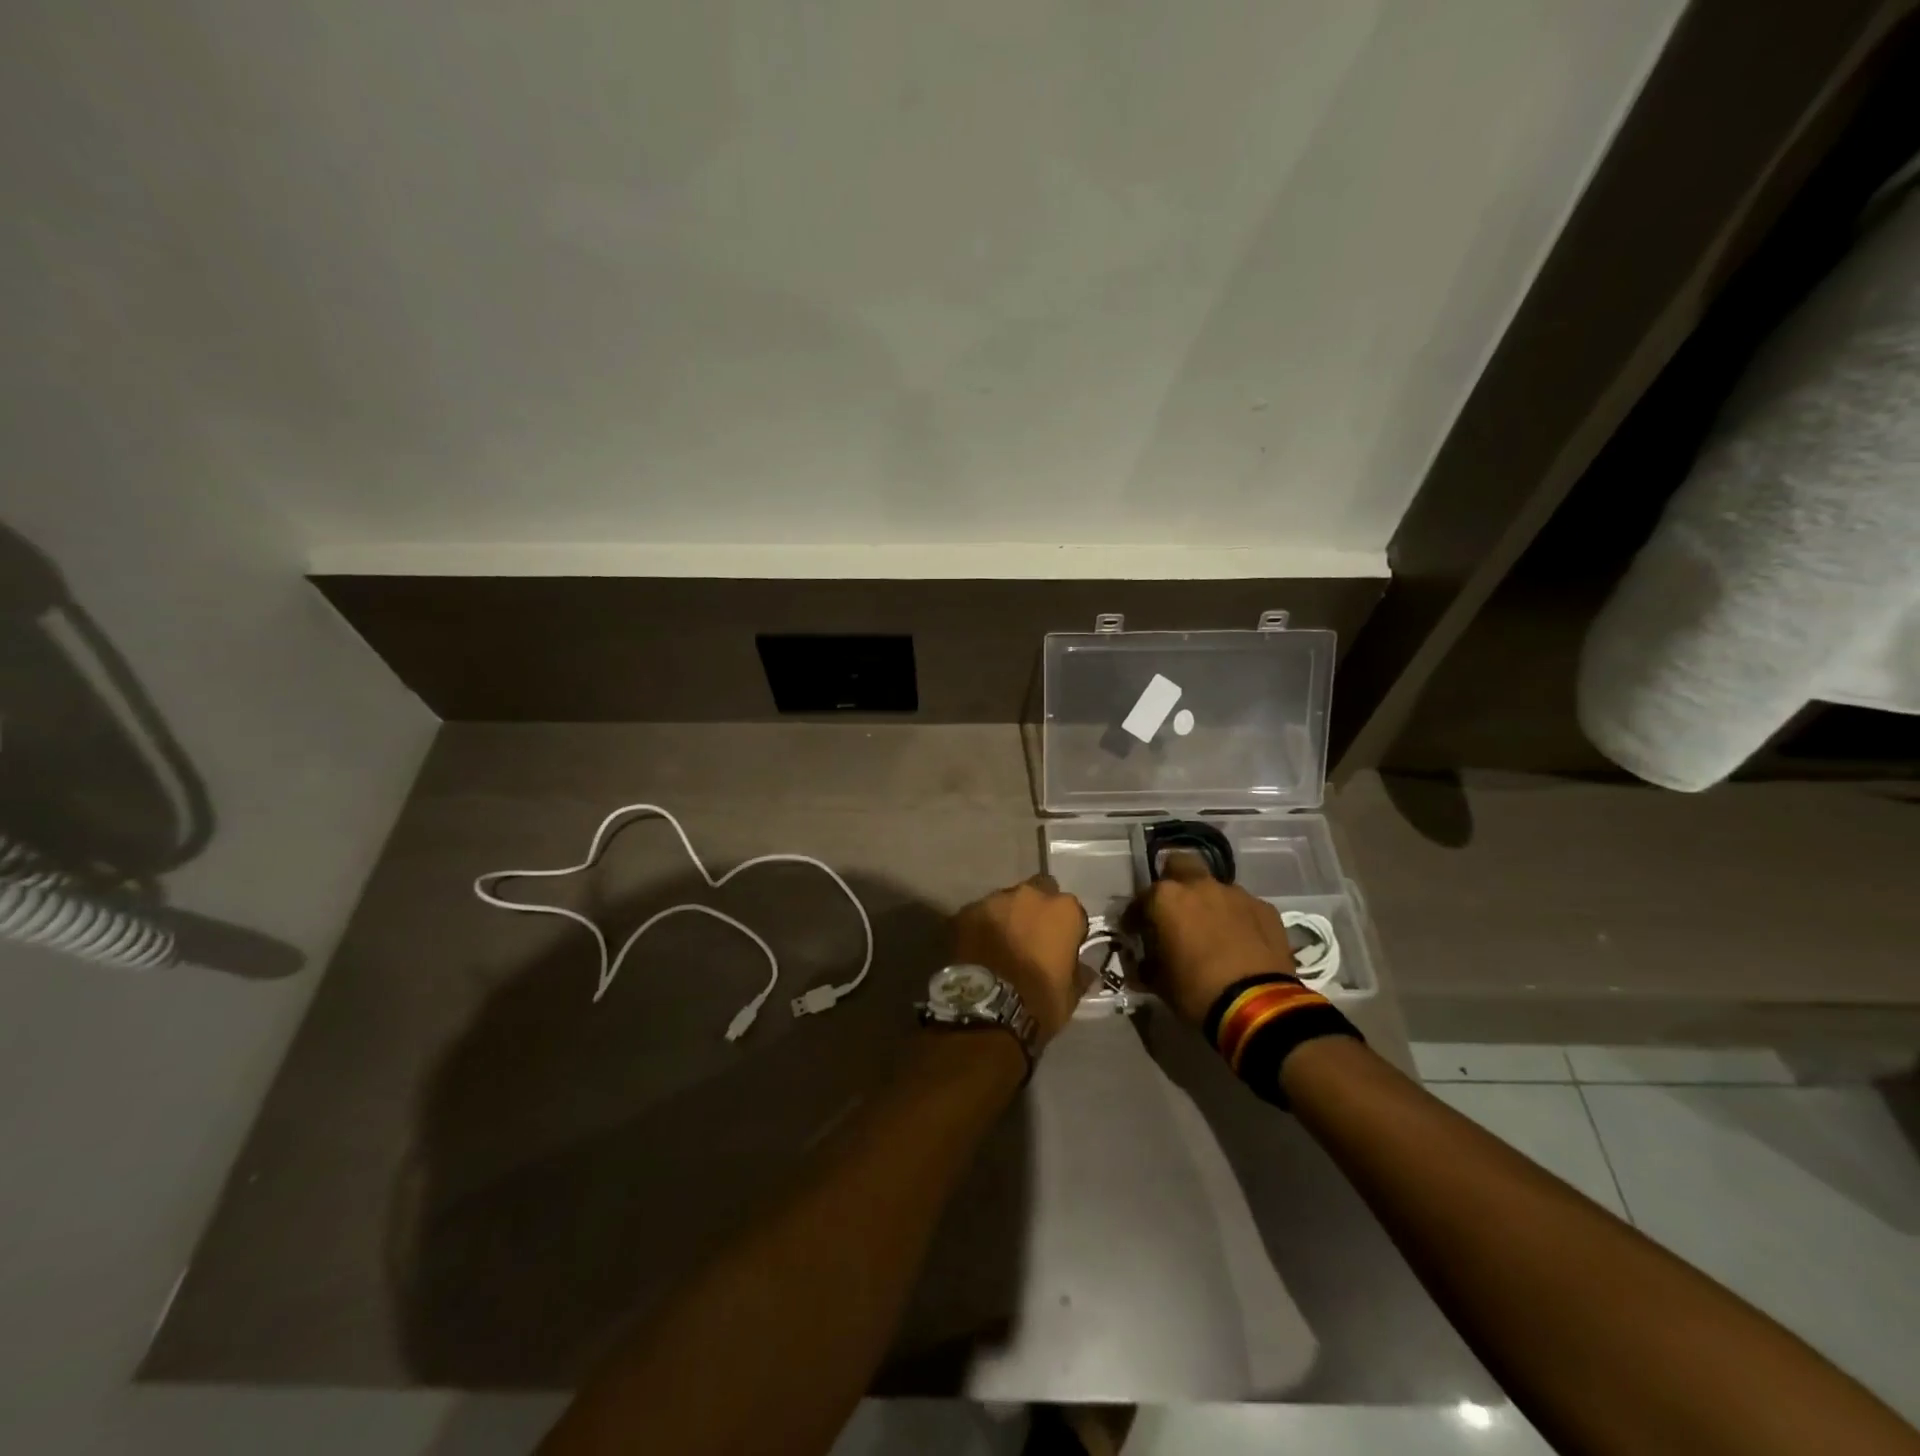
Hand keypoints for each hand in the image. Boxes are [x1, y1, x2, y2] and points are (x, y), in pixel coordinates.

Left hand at [950, 875, 1090, 1045]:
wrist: (987, 1010)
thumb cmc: (1039, 1001)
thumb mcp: (1071, 994)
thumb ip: (1079, 972)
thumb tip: (1084, 968)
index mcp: (1063, 910)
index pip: (1071, 911)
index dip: (1066, 929)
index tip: (1060, 947)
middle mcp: (1029, 895)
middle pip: (1037, 894)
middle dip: (1034, 911)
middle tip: (1029, 939)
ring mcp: (994, 900)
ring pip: (1005, 902)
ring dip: (1006, 918)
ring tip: (999, 945)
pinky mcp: (965, 912)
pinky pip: (978, 915)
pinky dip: (980, 928)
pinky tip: (977, 950)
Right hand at [1138, 850, 1296, 1025]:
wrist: (1257, 1006)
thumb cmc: (1196, 991)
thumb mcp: (1158, 982)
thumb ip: (1147, 962)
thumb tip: (1145, 962)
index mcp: (1166, 898)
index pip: (1140, 899)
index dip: (1136, 917)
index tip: (1136, 933)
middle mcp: (1199, 886)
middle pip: (1180, 865)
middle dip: (1175, 882)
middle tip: (1175, 911)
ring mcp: (1236, 894)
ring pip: (1215, 888)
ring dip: (1209, 904)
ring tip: (1212, 932)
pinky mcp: (1265, 909)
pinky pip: (1243, 907)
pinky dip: (1237, 919)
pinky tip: (1240, 943)